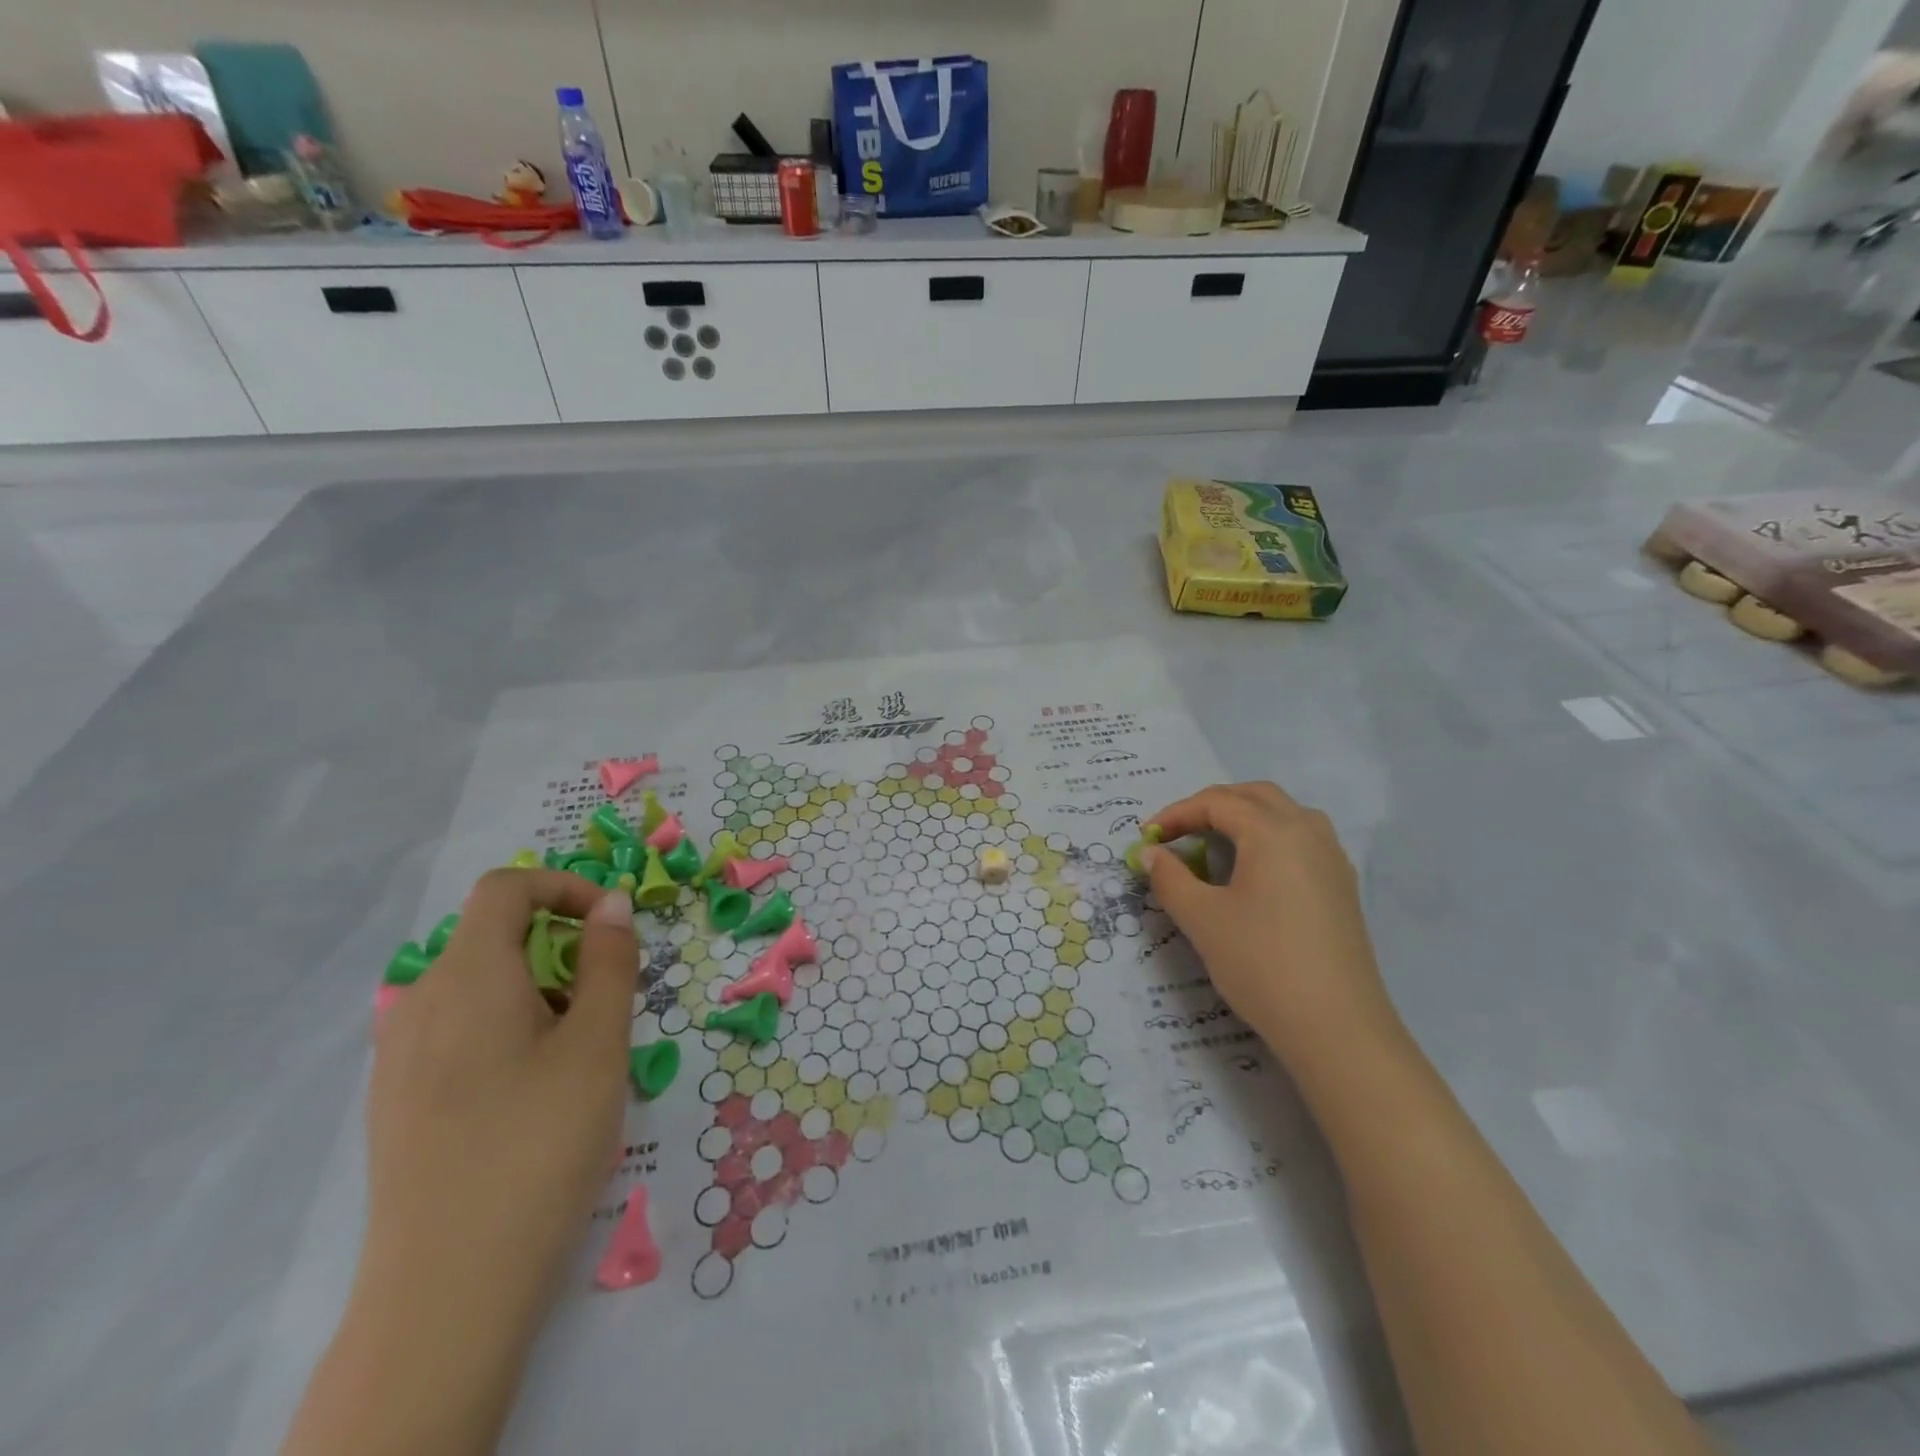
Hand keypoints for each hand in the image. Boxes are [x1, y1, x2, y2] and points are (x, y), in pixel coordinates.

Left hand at [360, 869, 639, 1352]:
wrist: (447, 1289)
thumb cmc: (540, 1144)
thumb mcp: (599, 1043)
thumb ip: (609, 961)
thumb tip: (611, 904)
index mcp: (467, 975)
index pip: (506, 887)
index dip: (564, 887)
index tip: (611, 925)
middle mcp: (419, 1001)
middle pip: (493, 936)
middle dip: (560, 949)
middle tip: (605, 1006)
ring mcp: (398, 1054)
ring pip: (478, 985)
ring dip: (537, 991)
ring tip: (575, 1056)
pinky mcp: (396, 1099)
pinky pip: (456, 1029)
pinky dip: (505, 1027)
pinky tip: (528, 1094)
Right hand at [1143, 783, 1404, 1084]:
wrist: (1337, 1028)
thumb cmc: (1261, 963)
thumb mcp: (1202, 919)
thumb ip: (1170, 878)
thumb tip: (1151, 853)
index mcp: (1273, 832)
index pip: (1217, 802)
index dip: (1176, 814)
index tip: (1146, 838)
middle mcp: (1308, 832)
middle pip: (1254, 796)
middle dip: (1211, 806)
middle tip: (1178, 833)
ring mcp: (1332, 859)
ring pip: (1283, 815)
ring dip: (1243, 819)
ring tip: (1213, 847)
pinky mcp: (1342, 887)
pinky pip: (1301, 841)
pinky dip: (1268, 840)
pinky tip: (1251, 875)